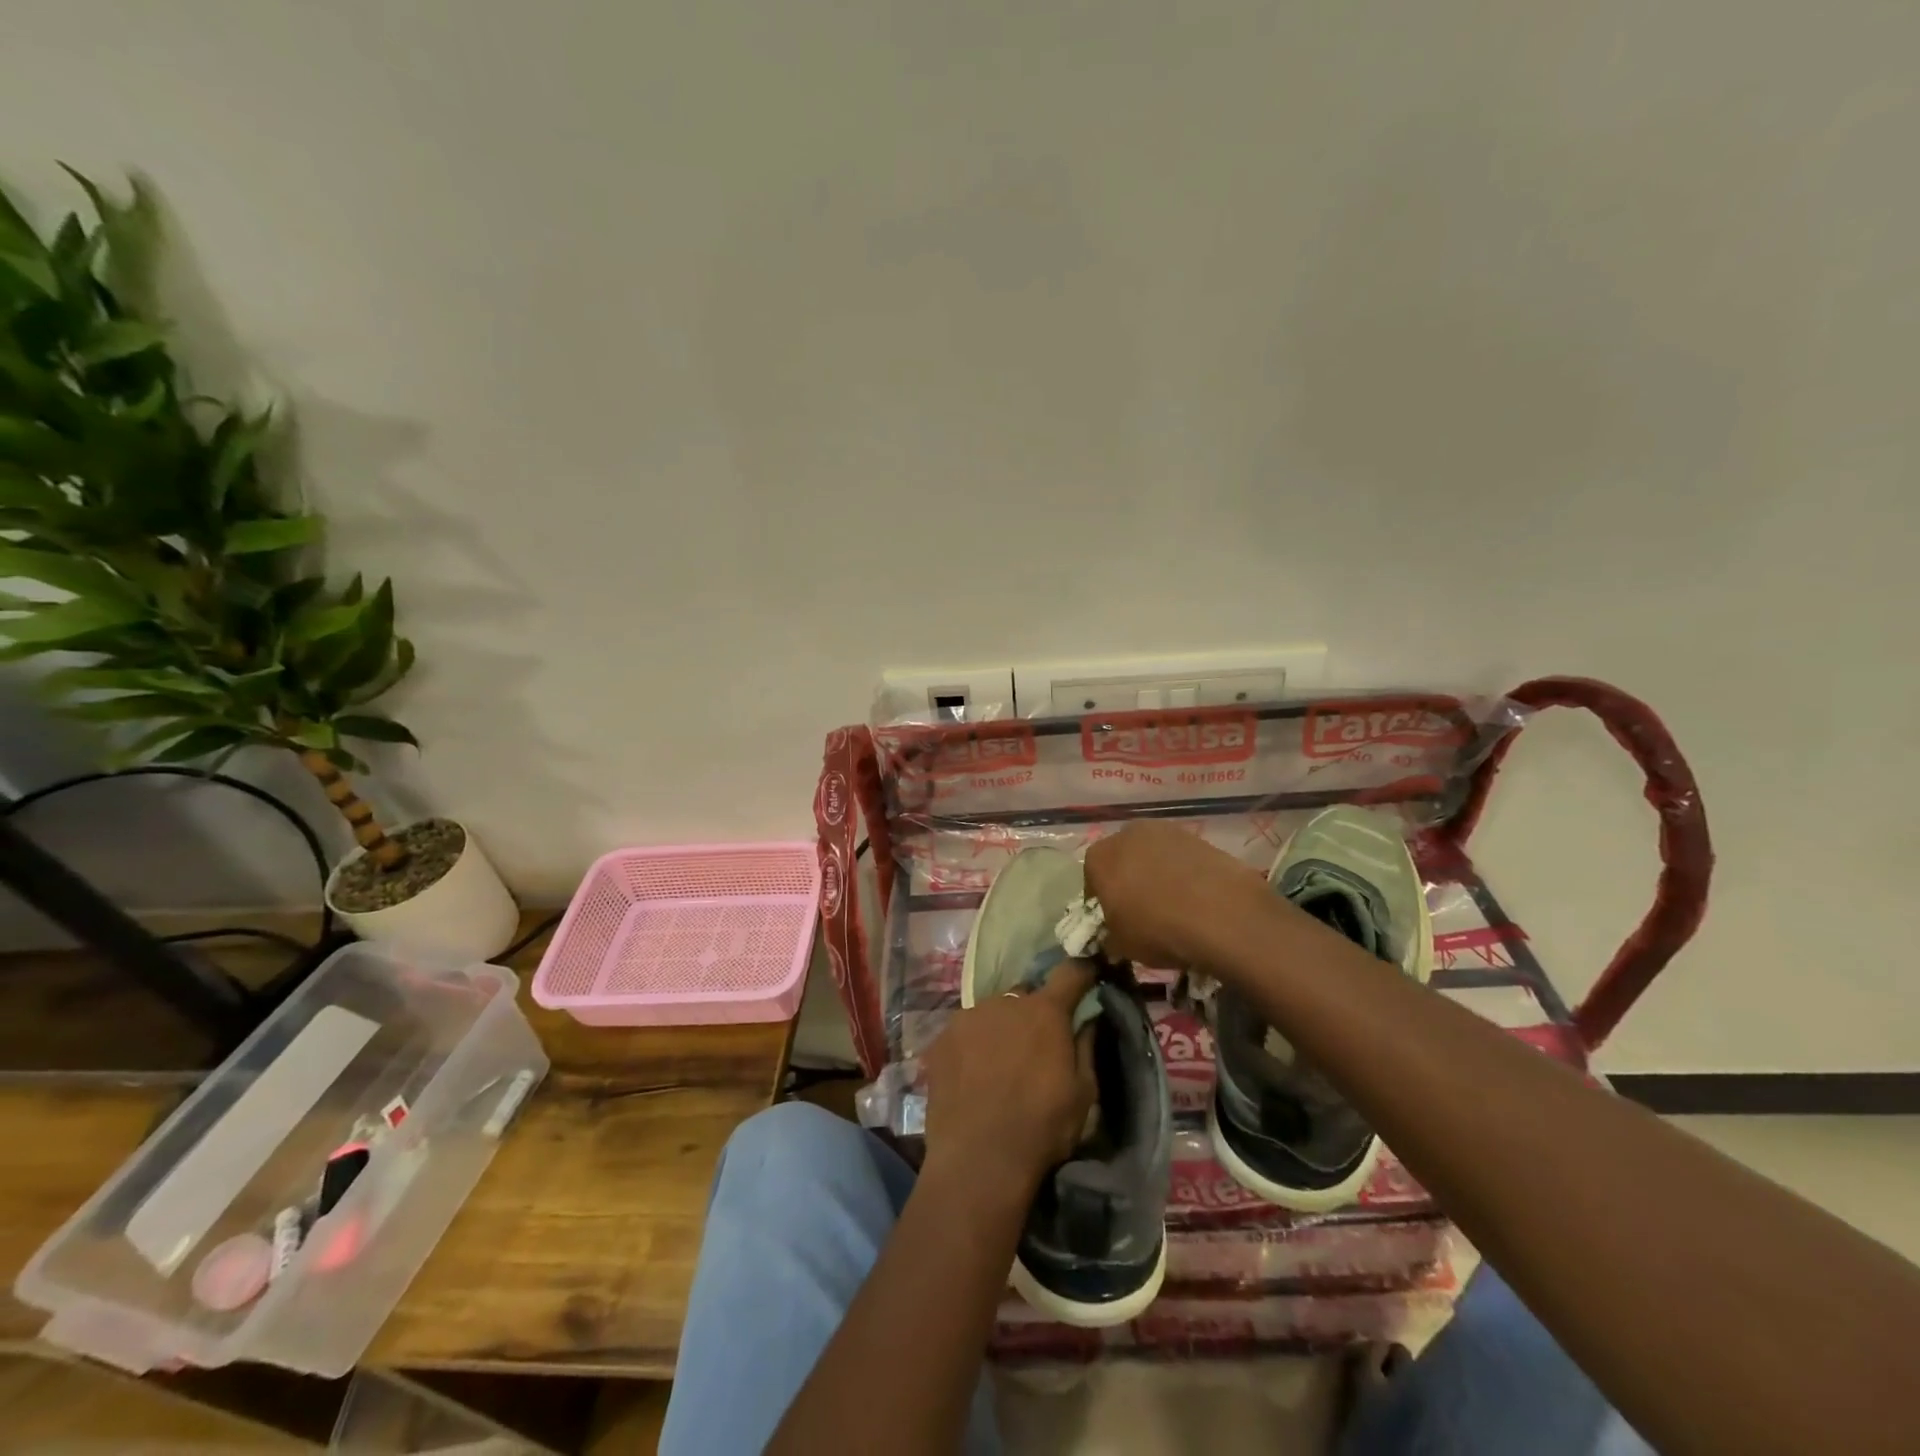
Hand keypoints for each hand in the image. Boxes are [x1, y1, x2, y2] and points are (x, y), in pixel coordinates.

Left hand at [920, 960, 1097, 1196]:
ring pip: (992, 1013)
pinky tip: (971, 1076)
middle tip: (1035, 1044)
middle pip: (1026, 996)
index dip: (1081, 972)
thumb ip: (1086, 1046)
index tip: (1088, 975)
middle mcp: (1004, 1002)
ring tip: (998, 1065)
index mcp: (1045, 1012)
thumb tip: (1087, 1017)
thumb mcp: (1083, 1094)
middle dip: (1034, 1012)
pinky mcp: (940, 1038)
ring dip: (1000, 1028)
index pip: (1069, 973)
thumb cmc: (1041, 1127)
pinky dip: (972, 1046)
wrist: (978, 1161)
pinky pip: (964, 1032)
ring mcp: (968, 1017)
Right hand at [1084, 822, 1269, 968]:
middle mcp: (1127, 834)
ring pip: (1153, 855)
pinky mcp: (1199, 837)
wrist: (1222, 914)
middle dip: (1128, 880)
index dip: (1101, 900)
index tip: (1113, 920)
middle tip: (1142, 910)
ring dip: (1157, 874)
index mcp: (1099, 857)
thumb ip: (1110, 935)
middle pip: (1122, 858)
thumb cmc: (1157, 929)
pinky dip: (1184, 873)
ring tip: (1173, 905)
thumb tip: (1114, 936)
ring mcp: (1165, 830)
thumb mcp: (1122, 945)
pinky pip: (1182, 857)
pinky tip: (1197, 898)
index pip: (1091, 877)